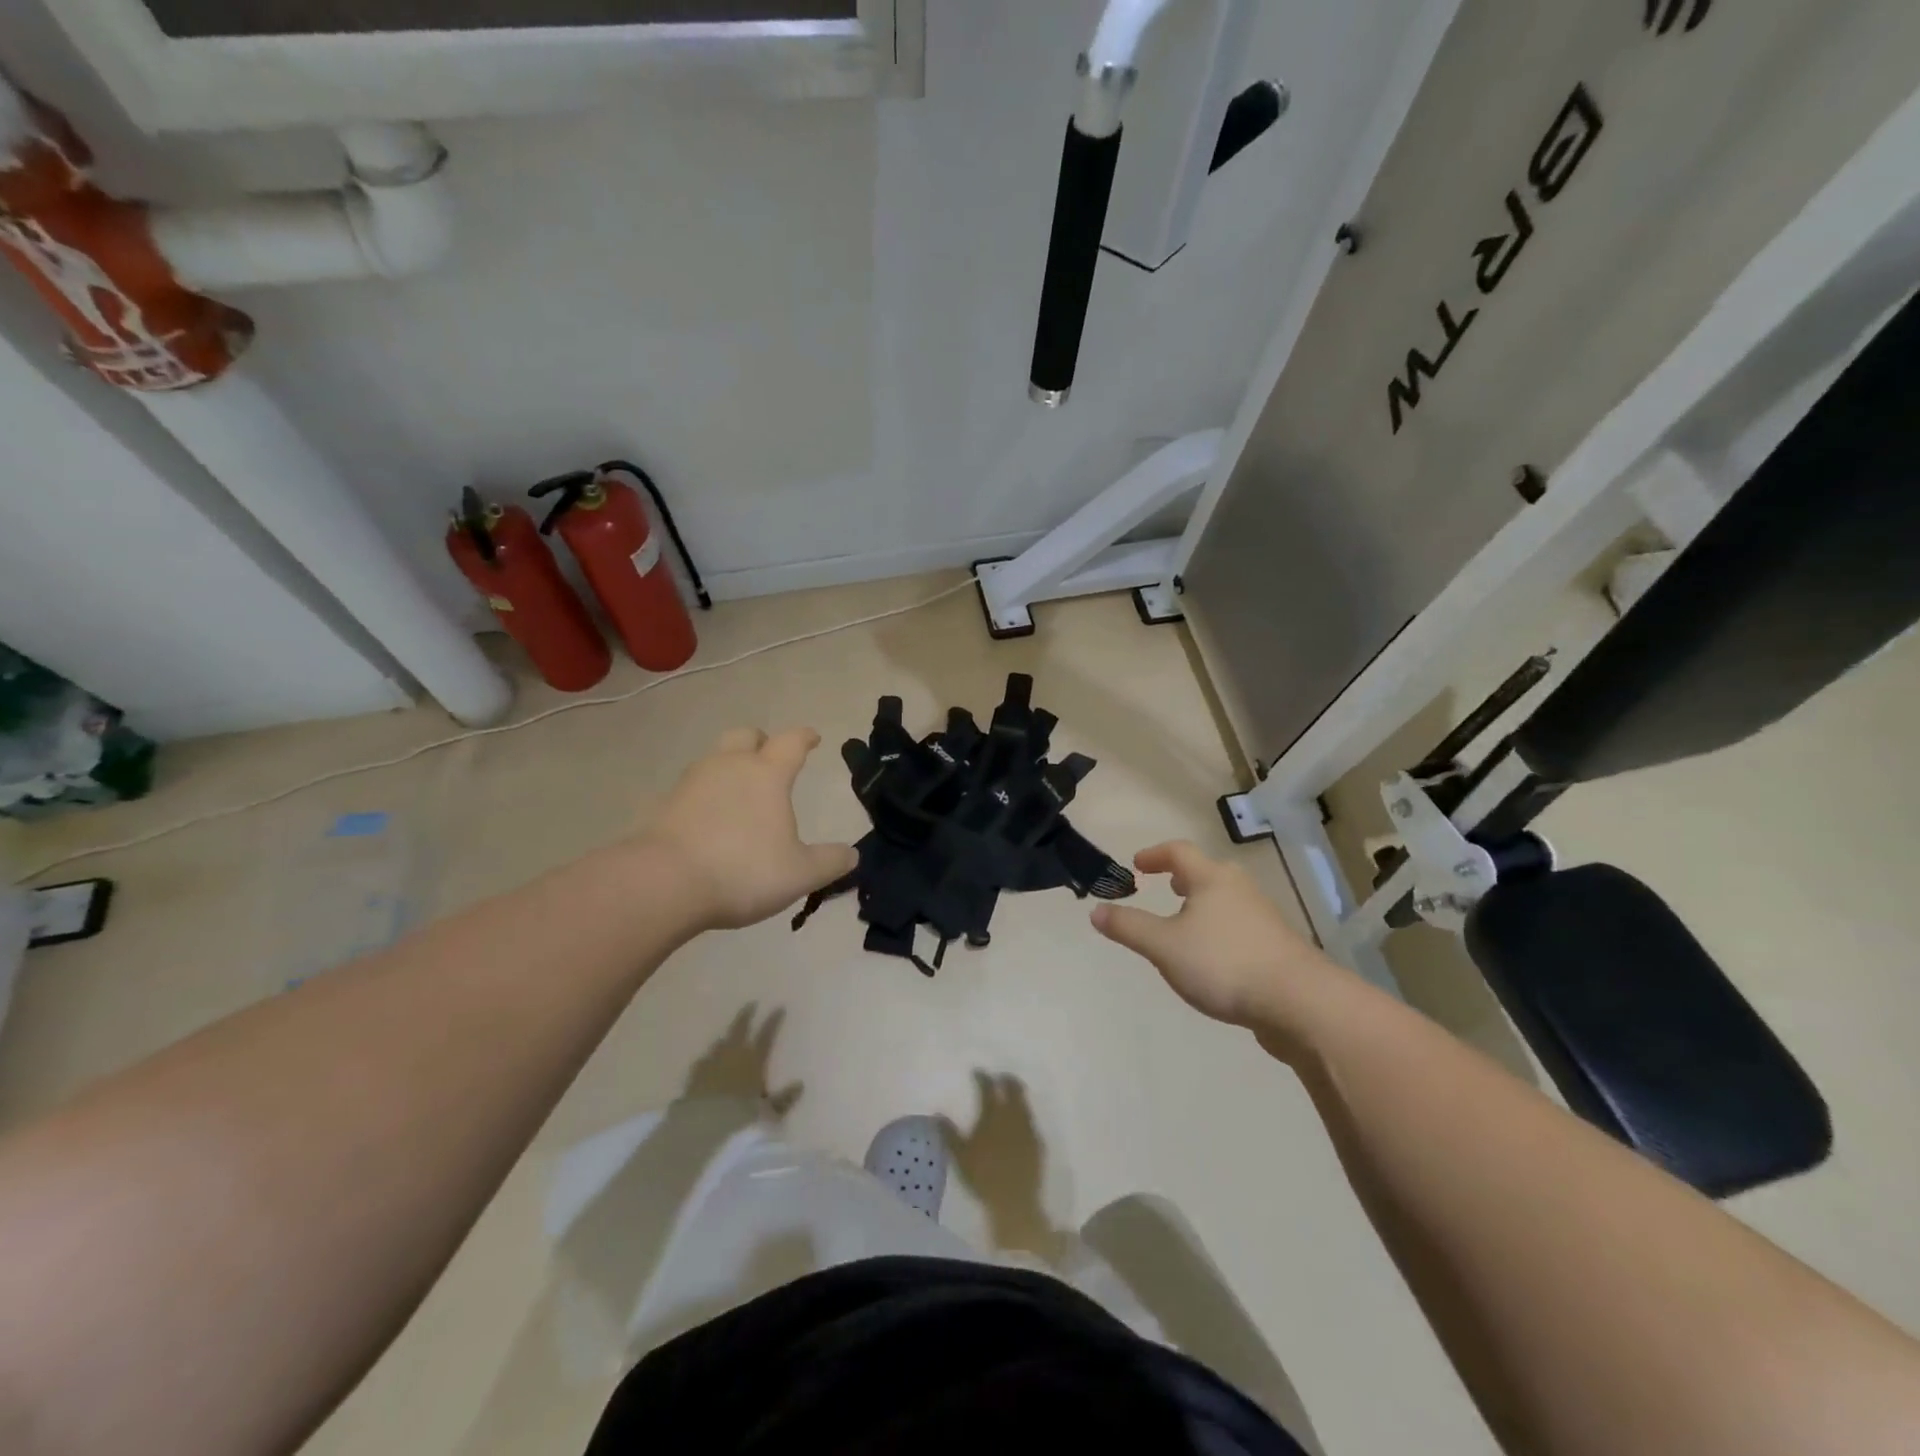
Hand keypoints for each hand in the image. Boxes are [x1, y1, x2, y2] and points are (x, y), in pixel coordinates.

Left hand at [643, 727, 858, 931]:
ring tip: (740, 792)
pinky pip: (692, 789)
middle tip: (769, 756)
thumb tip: (852, 854)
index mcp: (766, 774)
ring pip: (715, 759)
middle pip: (745, 736)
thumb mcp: (800, 874)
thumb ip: (830, 862)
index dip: (805, 737)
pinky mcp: (664, 805)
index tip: (813, 738)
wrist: (663, 884)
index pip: (791, 742)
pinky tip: (710, 820)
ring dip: (730, 766)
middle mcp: (729, 767)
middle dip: (761, 741)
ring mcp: (692, 783)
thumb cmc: (743, 870)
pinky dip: (705, 796)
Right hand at [1091, 840, 1341, 1043]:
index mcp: (1212, 879)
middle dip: (1183, 878)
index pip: (1179, 852)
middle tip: (1165, 887)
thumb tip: (1096, 910)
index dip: (1155, 855)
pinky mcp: (1277, 948)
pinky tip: (1212, 958)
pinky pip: (1239, 927)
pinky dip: (1219, 930)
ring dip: (1202, 904)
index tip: (1137, 865)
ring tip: (1184, 924)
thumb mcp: (1164, 946)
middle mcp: (1240, 890)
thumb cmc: (1224, 963)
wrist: (1300, 1003)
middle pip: (1208, 872)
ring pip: (1226, 900)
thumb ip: (1128, 927)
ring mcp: (1263, 918)